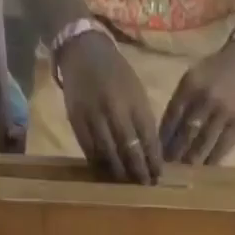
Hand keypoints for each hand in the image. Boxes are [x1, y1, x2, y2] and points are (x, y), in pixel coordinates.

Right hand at [55, 32, 162, 183]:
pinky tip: (105, 172)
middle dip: (139, 170)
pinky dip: (98, 164)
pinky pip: (89, 150)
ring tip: (126, 182)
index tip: (158, 176)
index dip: (153, 160)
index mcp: (134, 100)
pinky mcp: (76, 120)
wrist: (82, 50)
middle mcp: (115, 108)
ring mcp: (94, 115)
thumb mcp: (136, 91)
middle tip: (144, 184)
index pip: (148, 137)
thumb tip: (150, 153)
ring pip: (109, 153)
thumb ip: (143, 119)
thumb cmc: (115, 73)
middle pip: (129, 148)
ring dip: (119, 171)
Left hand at [159, 30, 234, 165]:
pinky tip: (204, 168)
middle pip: (185, 133)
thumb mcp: (196, 76)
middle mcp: (206, 97)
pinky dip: (211, 160)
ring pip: (202, 144)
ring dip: (190, 160)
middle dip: (174, 153)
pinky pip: (222, 148)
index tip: (157, 152)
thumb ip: (182, 101)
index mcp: (191, 84)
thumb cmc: (220, 69)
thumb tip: (167, 135)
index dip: (163, 138)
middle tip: (168, 167)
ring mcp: (224, 112)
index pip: (171, 117)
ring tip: (184, 170)